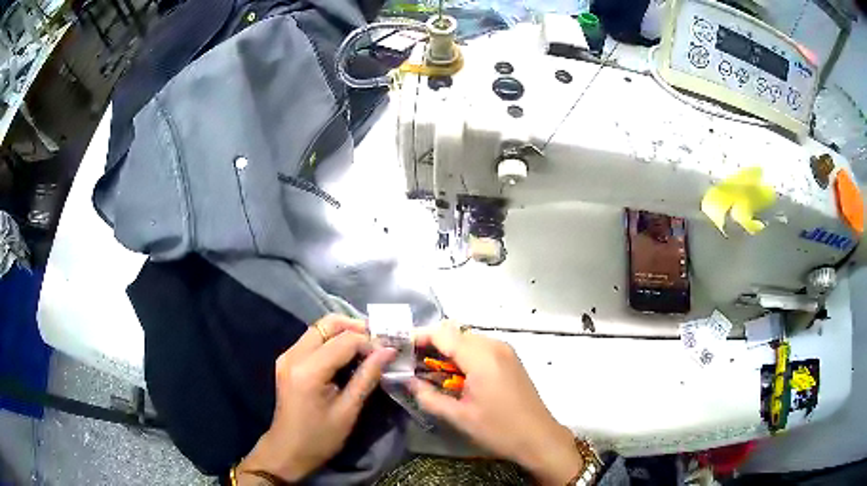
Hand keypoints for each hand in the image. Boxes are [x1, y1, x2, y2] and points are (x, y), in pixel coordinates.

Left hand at [237, 315, 395, 483]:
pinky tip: (347, 356)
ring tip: (367, 348)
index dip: (370, 343)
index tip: (389, 353)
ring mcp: (287, 356)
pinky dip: (332, 341)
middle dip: (356, 328)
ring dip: (344, 333)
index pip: (345, 340)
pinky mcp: (287, 361)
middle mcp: (294, 355)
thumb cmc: (320, 437)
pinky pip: (312, 340)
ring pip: (319, 329)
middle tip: (378, 342)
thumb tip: (389, 351)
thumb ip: (367, 377)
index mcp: (308, 370)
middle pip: (328, 324)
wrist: (288, 450)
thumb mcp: (348, 410)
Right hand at [411, 322, 582, 485]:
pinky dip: (463, 355)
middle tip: (412, 364)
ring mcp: (505, 351)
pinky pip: (480, 348)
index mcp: (482, 357)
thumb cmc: (499, 430)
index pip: (443, 333)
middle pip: (454, 332)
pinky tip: (455, 375)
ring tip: (430, 372)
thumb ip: (428, 396)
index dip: (418, 337)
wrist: (539, 438)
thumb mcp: (458, 417)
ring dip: (447, 350)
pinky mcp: (510, 359)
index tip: (400, 349)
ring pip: (467, 339)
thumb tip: (407, 381)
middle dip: (431, 345)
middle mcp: (495, 346)